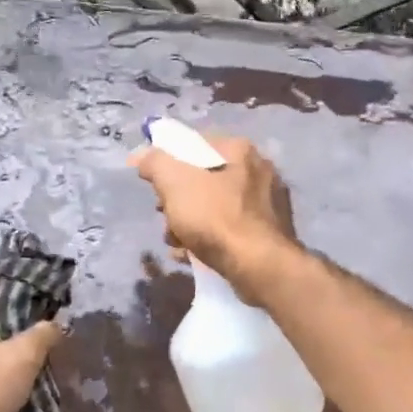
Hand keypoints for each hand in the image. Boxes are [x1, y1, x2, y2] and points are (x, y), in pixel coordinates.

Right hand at [129, 132, 301, 303]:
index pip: (194, 145)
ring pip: (215, 207)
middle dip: (178, 202)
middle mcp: (259, 169)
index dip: (168, 164)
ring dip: (190, 224)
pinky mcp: (270, 232)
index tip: (157, 189)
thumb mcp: (175, 183)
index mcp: (239, 150)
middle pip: (204, 179)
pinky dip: (210, 239)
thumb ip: (155, 162)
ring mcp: (268, 202)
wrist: (260, 266)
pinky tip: (194, 255)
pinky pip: (231, 228)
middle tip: (166, 220)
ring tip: (177, 244)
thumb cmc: (216, 218)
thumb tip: (142, 156)